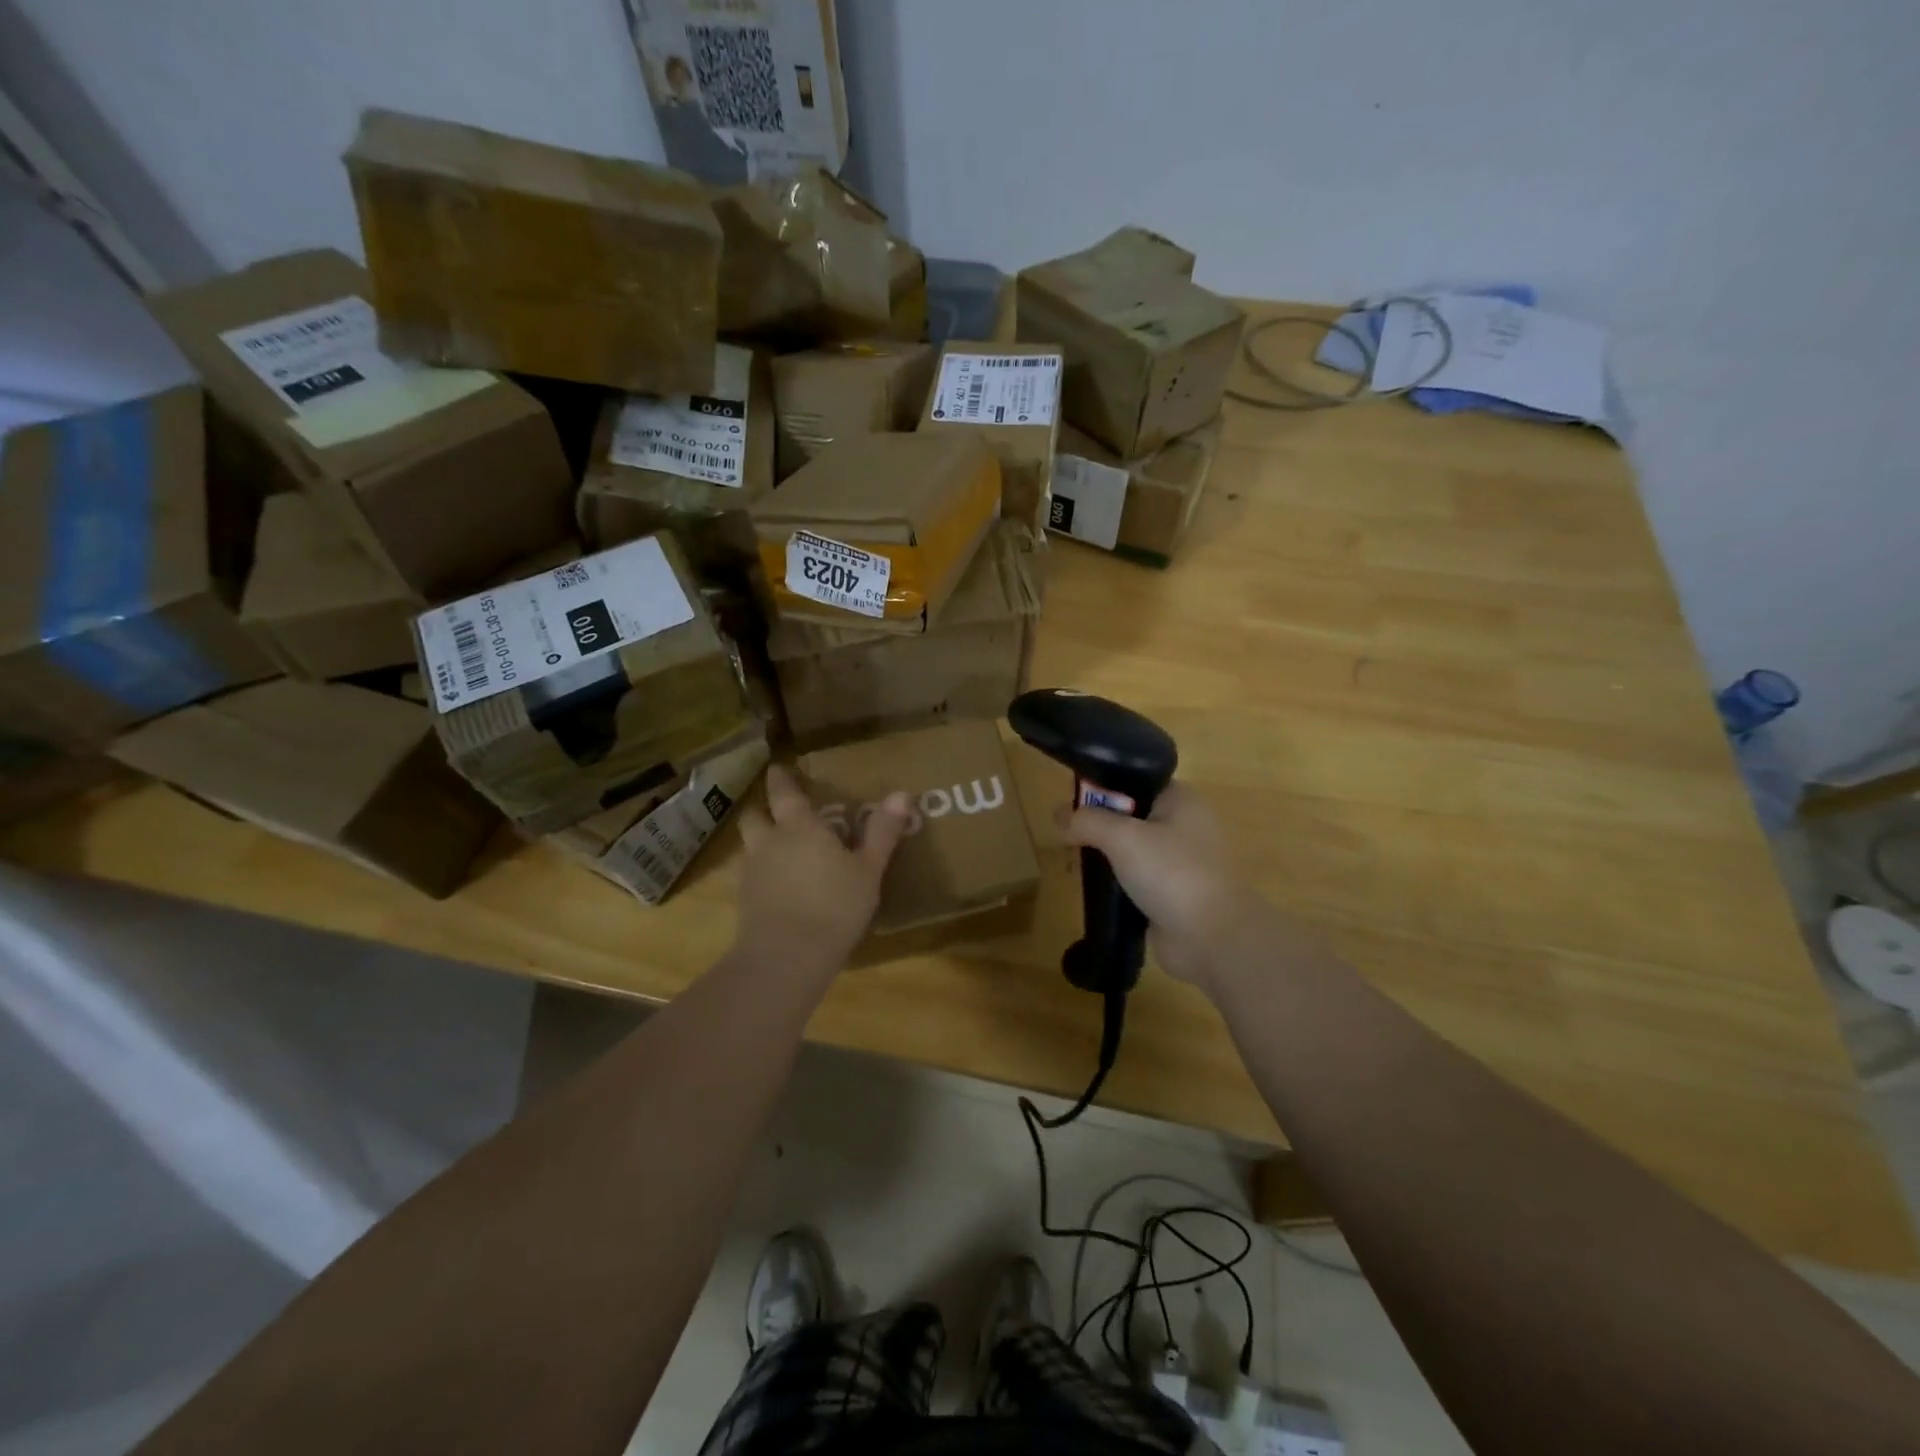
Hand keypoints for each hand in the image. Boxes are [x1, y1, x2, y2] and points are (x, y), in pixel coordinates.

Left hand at [734, 765, 911, 975]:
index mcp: (799, 827)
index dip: (781, 778)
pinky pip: (749, 875)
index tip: (779, 767)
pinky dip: (761, 872)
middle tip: (776, 808)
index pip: (783, 792)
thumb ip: (882, 832)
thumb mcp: (868, 870)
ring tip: (778, 847)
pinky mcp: (745, 901)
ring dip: (759, 840)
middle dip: (762, 808)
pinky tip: (777, 885)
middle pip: (753, 815)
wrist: (786, 958)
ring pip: (748, 845)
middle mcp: (769, 842)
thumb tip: (902, 793)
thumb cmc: (834, 906)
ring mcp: (752, 873)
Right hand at [1056, 782, 1271, 993]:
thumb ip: (1087, 821)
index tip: (1073, 803)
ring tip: (1075, 865)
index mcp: (1180, 800)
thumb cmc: (1171, 873)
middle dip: (1097, 826)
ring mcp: (1178, 863)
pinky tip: (1094, 890)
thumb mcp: (1122, 837)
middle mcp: (1183, 826)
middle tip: (1068, 837)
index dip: (1102, 788)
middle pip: (1129, 815)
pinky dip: (1115, 883)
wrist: (1211, 938)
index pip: (1135, 781)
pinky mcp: (1171, 894)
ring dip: (1104, 857)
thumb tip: (1058, 815)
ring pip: (1129, 850)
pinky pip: (1134, 879)